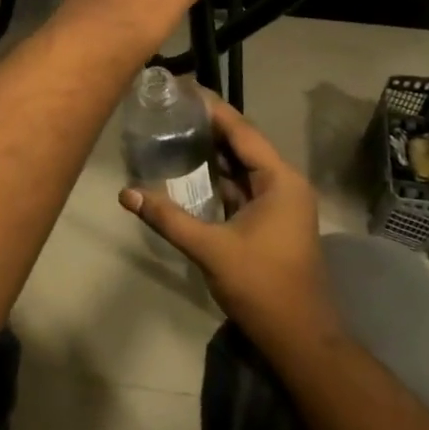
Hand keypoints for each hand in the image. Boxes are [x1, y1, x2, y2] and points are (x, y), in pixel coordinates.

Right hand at [120, 95, 339, 349]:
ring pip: (242, 165)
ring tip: (175, 129)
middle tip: (171, 107)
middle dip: (209, 125)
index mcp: (279, 180)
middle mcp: (284, 183)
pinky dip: (219, 176)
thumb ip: (168, 218)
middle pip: (243, 143)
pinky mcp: (271, 221)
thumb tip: (127, 194)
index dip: (212, 108)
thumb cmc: (263, 287)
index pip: (242, 130)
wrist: (301, 340)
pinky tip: (190, 170)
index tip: (182, 89)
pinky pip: (242, 186)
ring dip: (213, 151)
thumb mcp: (212, 250)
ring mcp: (280, 203)